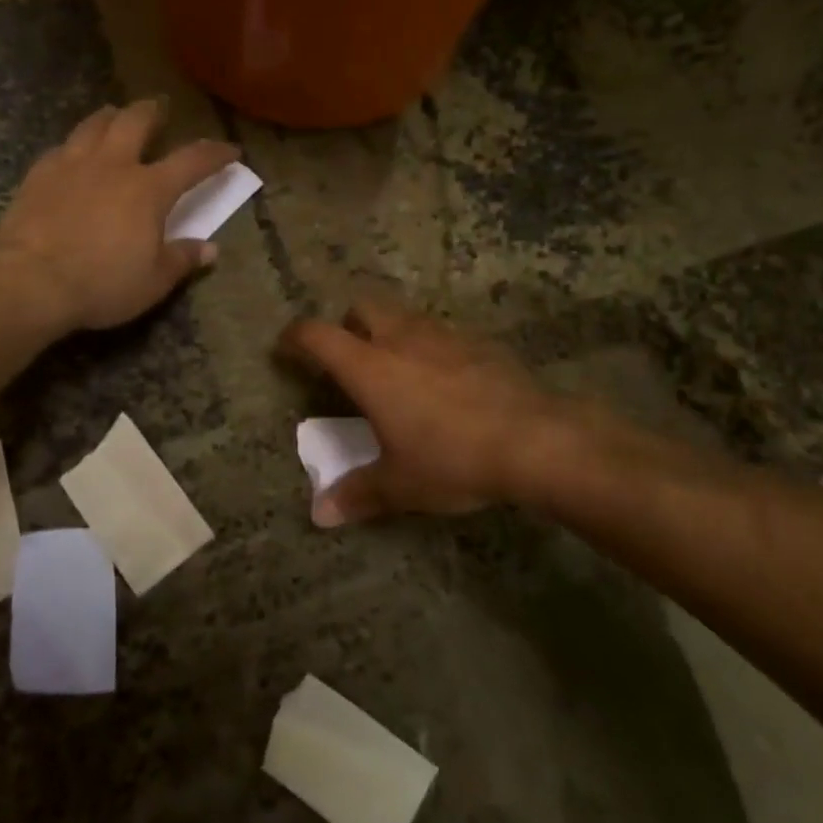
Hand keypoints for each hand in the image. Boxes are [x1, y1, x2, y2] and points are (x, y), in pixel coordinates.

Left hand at [0, 101, 238, 331]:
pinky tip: (72, 153)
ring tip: (115, 115)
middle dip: (153, 112)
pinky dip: (75, 145)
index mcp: (149, 189)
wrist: (28, 281)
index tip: (231, 149)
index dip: (215, 153)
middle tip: (161, 108)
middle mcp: (113, 165)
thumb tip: (210, 250)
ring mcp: (72, 165)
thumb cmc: (101, 283)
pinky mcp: (38, 175)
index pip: (192, 161)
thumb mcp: (153, 281)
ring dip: (111, 116)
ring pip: (94, 124)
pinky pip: (62, 147)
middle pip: (136, 121)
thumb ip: (182, 260)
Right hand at [281, 300, 615, 525]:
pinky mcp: (479, 341)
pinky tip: (445, 381)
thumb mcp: (401, 484)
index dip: (296, 337)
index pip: (318, 335)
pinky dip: (431, 347)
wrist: (535, 440)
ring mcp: (444, 335)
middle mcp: (402, 339)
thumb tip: (320, 515)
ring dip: (391, 332)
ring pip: (405, 316)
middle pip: (362, 308)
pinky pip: (442, 333)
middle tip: (350, 359)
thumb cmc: (453, 459)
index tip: (286, 348)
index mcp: (370, 367)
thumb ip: (358, 494)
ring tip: (398, 370)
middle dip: (348, 325)